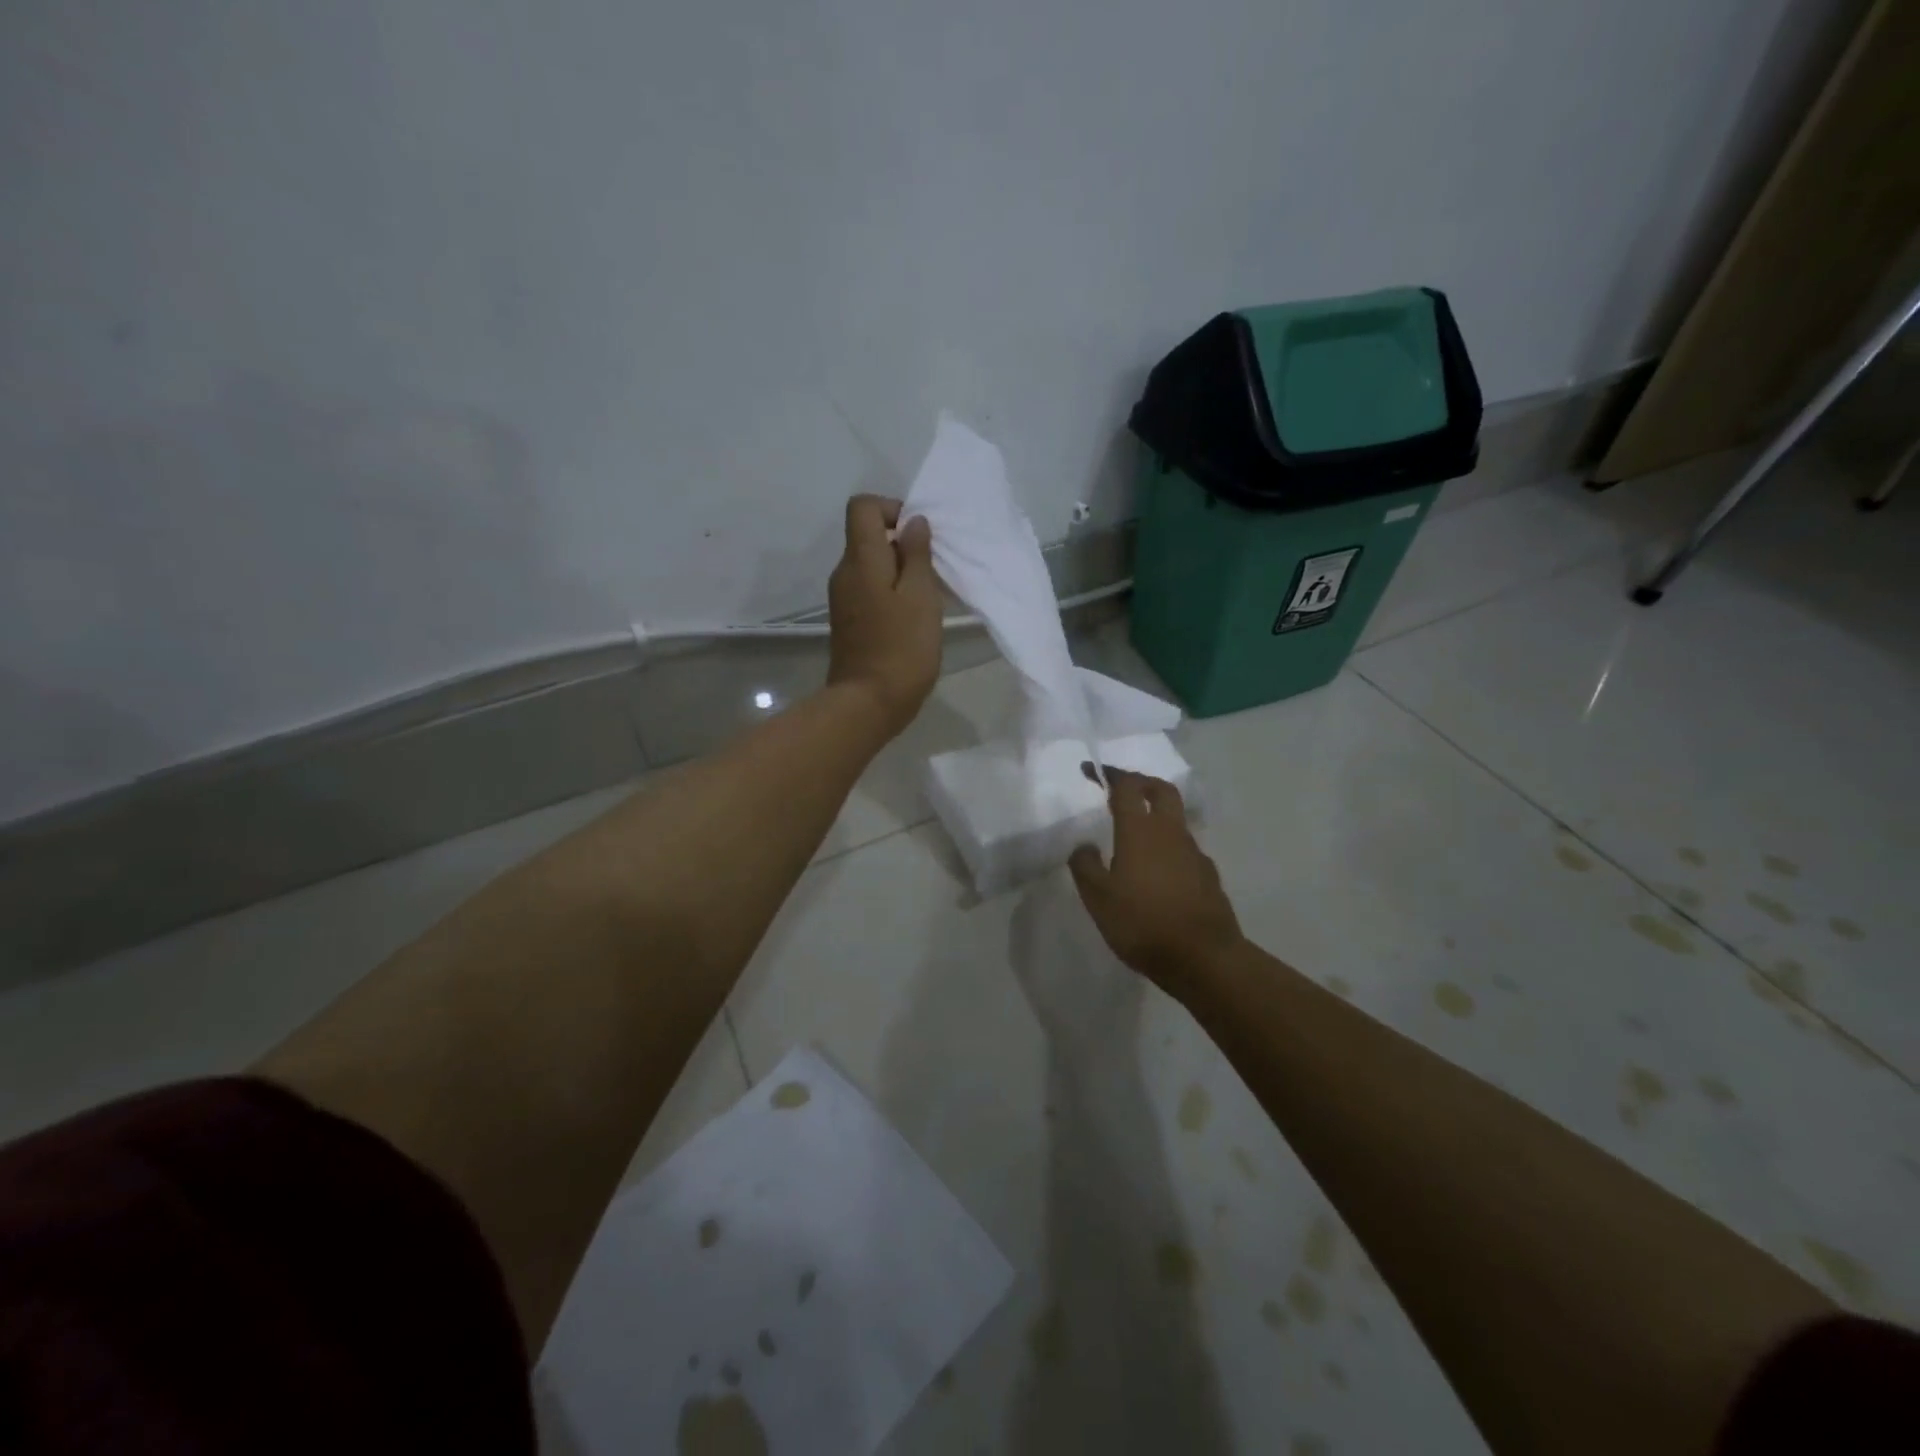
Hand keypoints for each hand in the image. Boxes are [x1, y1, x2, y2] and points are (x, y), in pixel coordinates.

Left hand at [827, 495, 942, 735]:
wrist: (867, 704)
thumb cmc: (901, 648)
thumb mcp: (920, 597)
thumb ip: (916, 555)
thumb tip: (912, 523)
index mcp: (860, 560)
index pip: (862, 507)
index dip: (892, 509)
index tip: (919, 536)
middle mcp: (844, 573)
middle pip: (867, 537)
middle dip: (901, 544)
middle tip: (932, 571)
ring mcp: (843, 600)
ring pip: (871, 567)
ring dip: (899, 572)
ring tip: (927, 597)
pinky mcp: (849, 622)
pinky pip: (869, 591)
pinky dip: (891, 593)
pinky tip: (912, 618)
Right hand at [1069, 770, 1243, 997]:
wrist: (1204, 958)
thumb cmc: (1143, 923)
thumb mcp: (1098, 898)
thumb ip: (1085, 866)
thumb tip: (1084, 846)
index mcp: (1140, 831)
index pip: (1126, 786)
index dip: (1108, 773)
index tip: (1091, 771)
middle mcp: (1170, 833)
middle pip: (1161, 790)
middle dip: (1141, 782)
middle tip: (1123, 787)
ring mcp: (1194, 853)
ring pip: (1176, 820)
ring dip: (1157, 816)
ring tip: (1136, 835)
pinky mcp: (1208, 876)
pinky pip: (1185, 850)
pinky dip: (1170, 848)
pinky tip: (1159, 871)